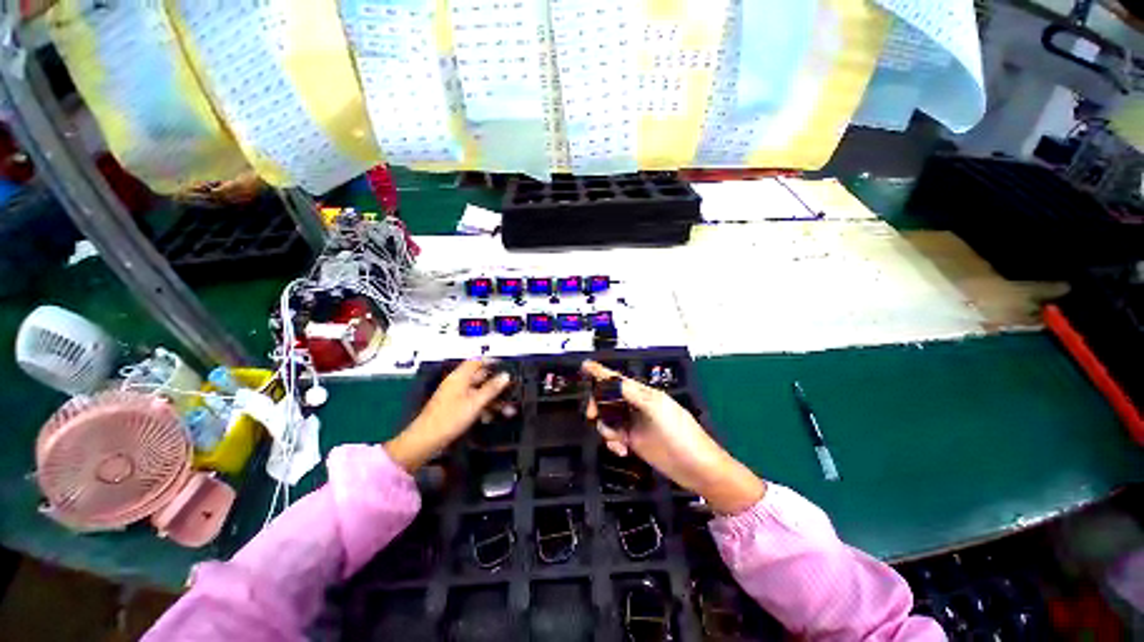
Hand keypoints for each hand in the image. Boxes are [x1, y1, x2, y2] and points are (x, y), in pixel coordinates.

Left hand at [385, 360, 512, 471]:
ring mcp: (455, 397)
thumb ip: (491, 388)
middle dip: (495, 382)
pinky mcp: (455, 409)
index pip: (476, 361)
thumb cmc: (450, 418)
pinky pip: (473, 403)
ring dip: (493, 398)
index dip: (491, 361)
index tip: (506, 365)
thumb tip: (506, 375)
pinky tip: (493, 416)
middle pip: (479, 377)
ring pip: (478, 392)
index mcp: (459, 377)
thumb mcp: (475, 403)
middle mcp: (457, 384)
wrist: (425, 441)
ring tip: (509, 408)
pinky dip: (484, 407)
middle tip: (512, 387)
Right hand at [582, 360, 764, 514]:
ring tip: (616, 442)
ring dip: (606, 428)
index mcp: (643, 394)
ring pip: (608, 418)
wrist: (697, 469)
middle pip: (608, 398)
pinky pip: (613, 436)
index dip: (601, 372)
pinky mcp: (633, 441)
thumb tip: (612, 380)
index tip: (585, 365)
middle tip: (592, 415)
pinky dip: (612, 442)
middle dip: (598, 405)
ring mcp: (634, 424)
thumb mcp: (657, 410)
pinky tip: (621, 451)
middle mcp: (636, 406)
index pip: (618, 380)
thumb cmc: (680, 434)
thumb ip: (632, 395)